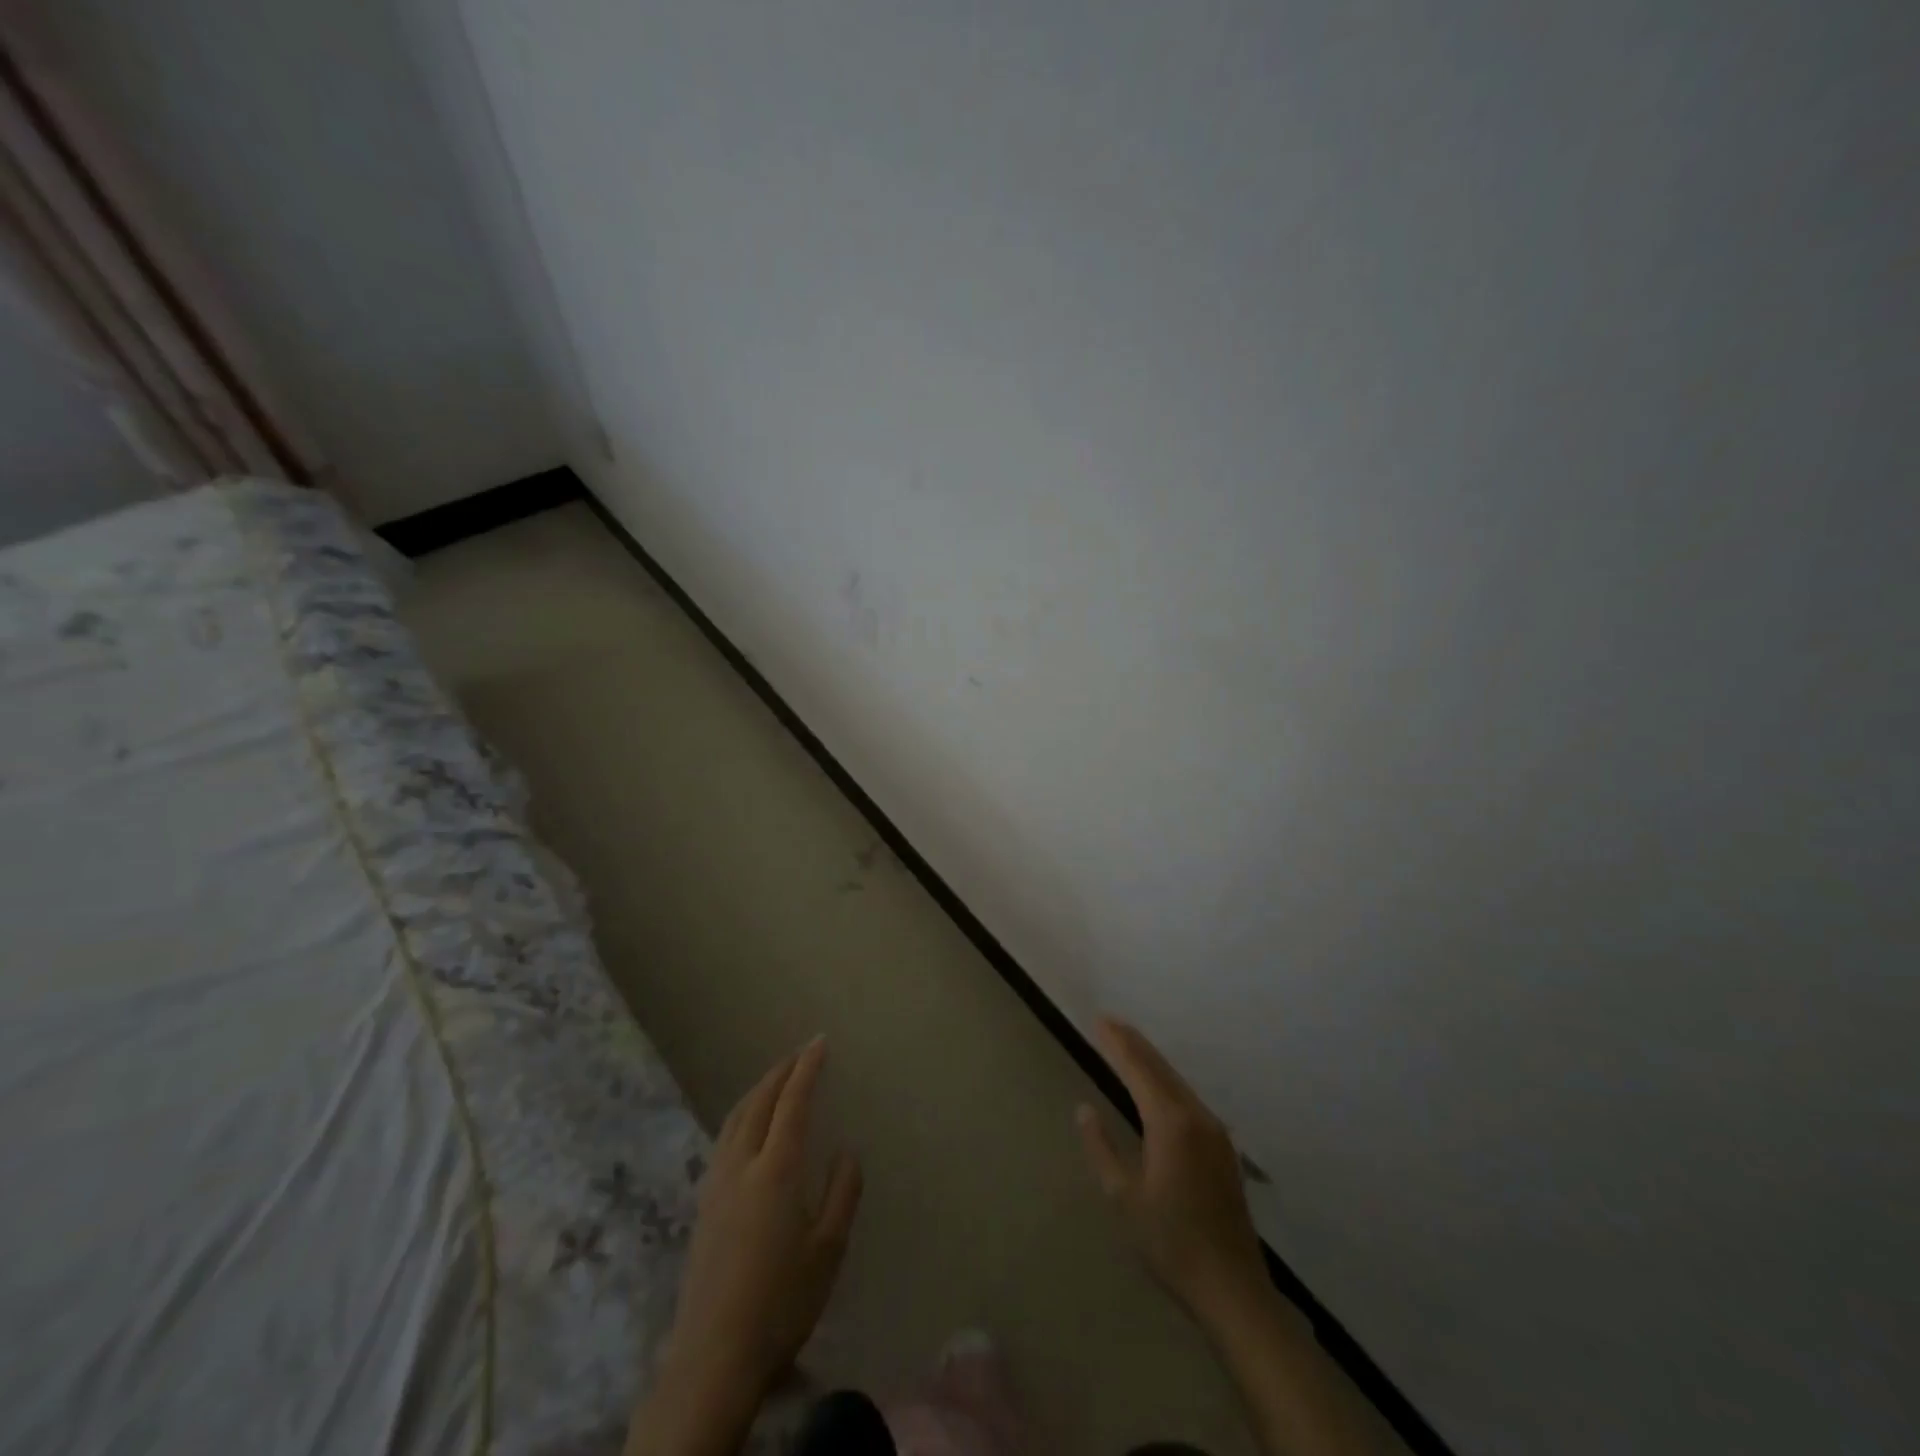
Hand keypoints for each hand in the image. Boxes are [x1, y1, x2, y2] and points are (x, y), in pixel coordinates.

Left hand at [664, 1037, 863, 1404]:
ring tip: (774, 1080)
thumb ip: (842, 1193)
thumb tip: (846, 1152)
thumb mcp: (828, 1249)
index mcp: (776, 1170)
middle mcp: (741, 1165)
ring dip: (757, 1091)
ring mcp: (716, 1185)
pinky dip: (741, 1115)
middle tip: (800, 1053)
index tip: (819, 1042)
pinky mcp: (702, 1206)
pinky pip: (723, 1139)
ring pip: (735, 1119)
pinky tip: (746, 1128)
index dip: (806, 1069)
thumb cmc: (781, 1302)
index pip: (792, 1102)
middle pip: (758, 1102)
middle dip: (780, 1072)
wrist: (713, 1357)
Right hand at [1077, 1017, 1267, 1320]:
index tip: (1099, 1020)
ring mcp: (1214, 1131)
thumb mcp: (1123, 1197)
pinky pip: (1188, 1098)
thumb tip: (1084, 1109)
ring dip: (1151, 1059)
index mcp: (1170, 1123)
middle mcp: (1195, 1116)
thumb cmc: (1170, 1243)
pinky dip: (1167, 1080)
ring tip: (1128, 1044)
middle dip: (1134, 1043)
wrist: (1232, 1289)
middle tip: (1110, 1022)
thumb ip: (1102, 1147)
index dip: (1117, 1043)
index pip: (1138, 1069)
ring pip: (1177, 1081)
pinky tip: (1158, 1084)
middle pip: (1160, 1068)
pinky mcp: (1222, 1148)